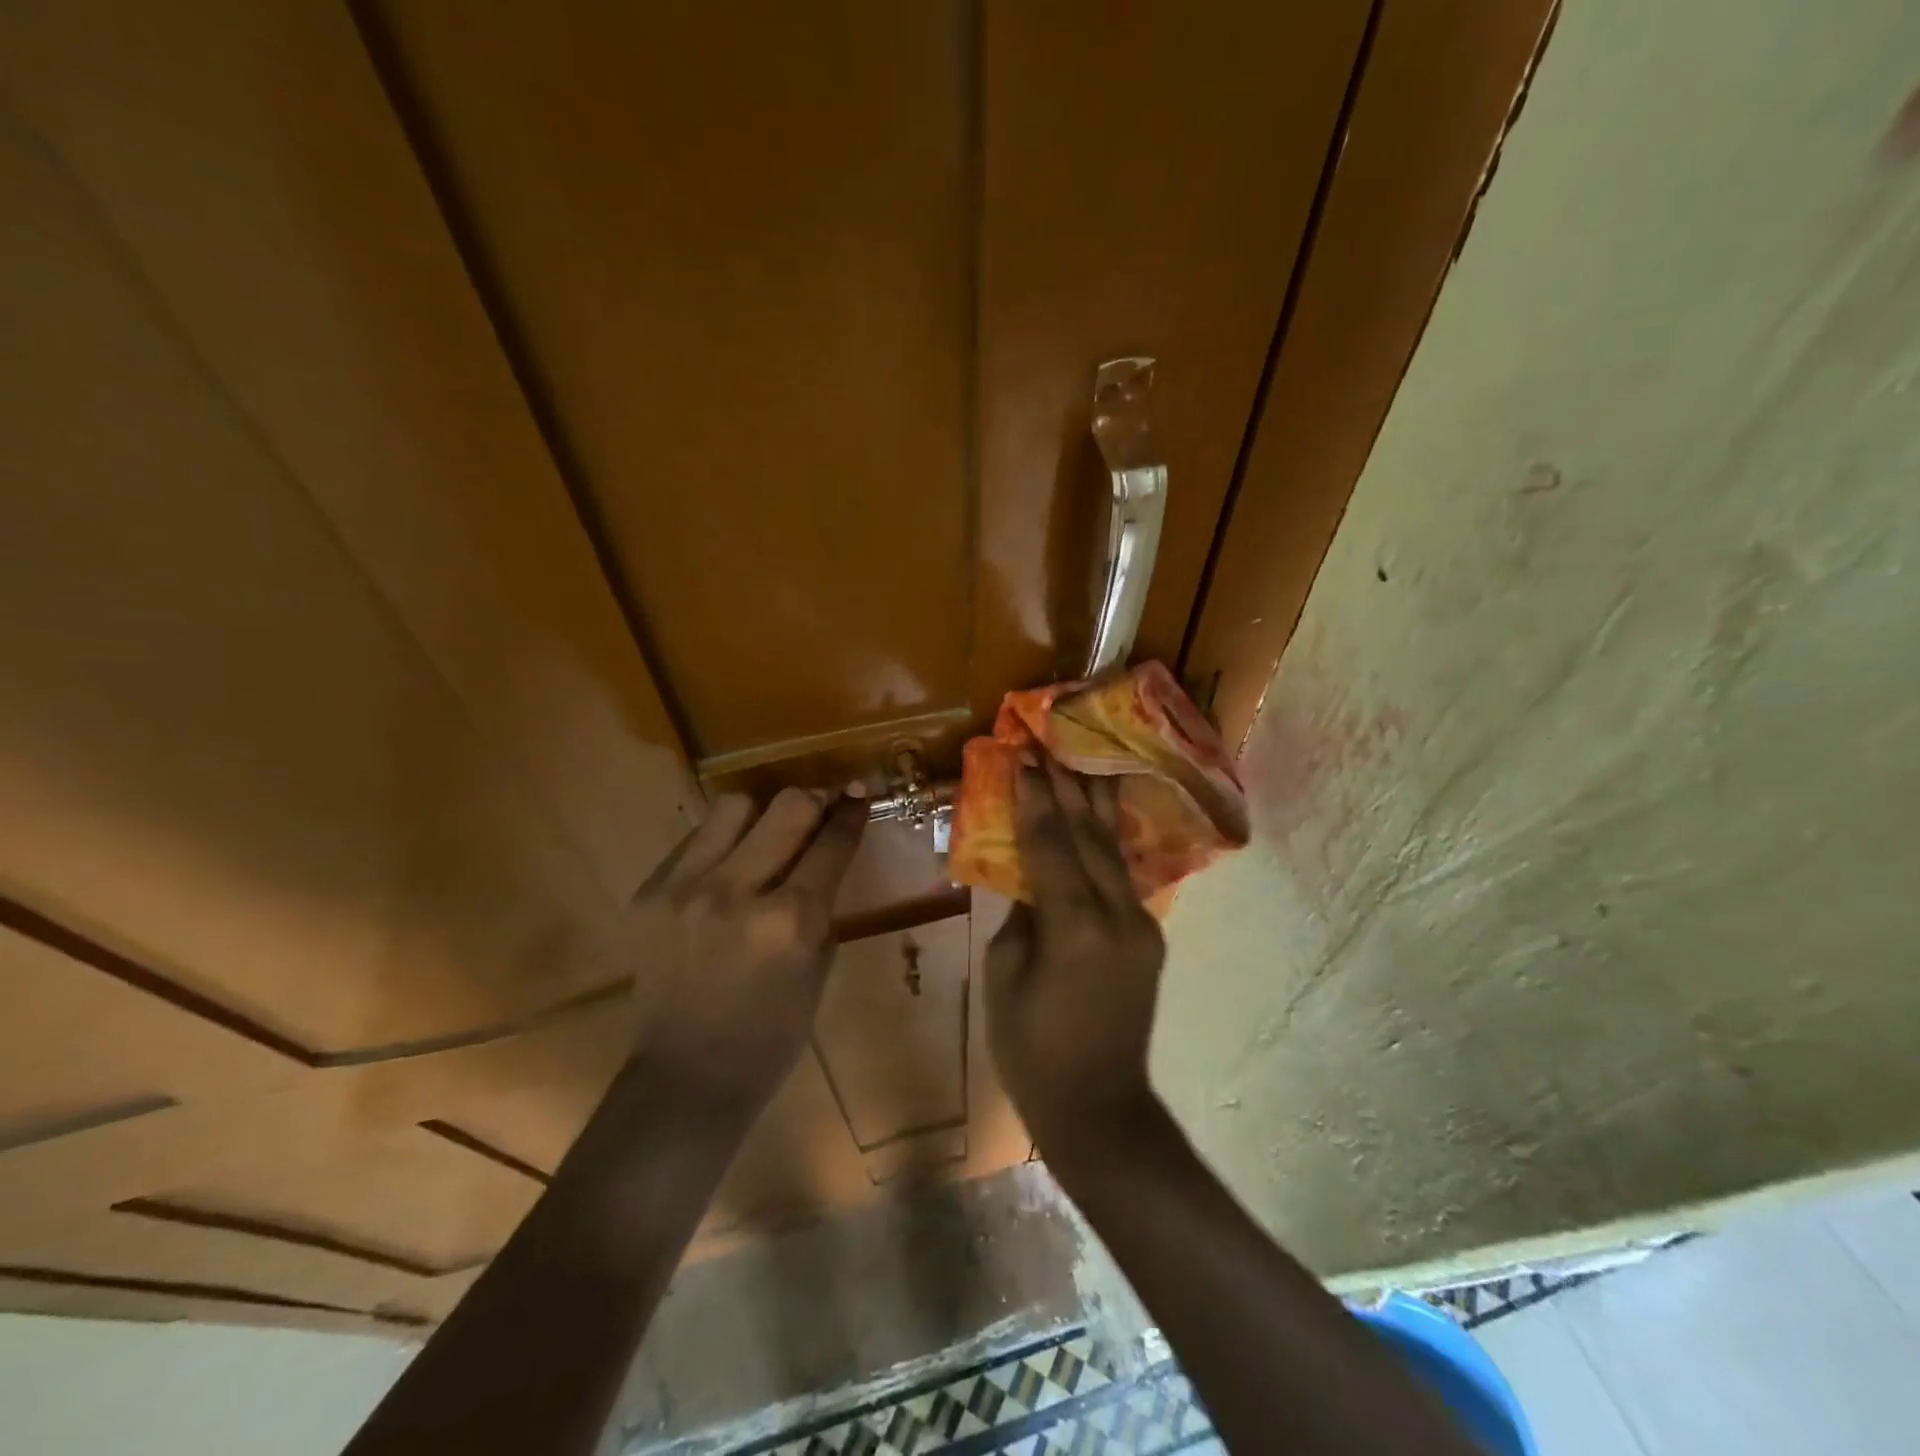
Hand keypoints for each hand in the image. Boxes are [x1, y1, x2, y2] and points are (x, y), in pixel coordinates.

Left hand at [626, 787, 865, 1114]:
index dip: (851, 812)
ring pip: (734, 807)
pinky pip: (695, 840)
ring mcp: (686, 889)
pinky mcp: (650, 893)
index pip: (831, 843)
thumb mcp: (817, 968)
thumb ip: (822, 905)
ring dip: (761, 814)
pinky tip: (727, 867)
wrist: (686, 1078)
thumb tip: (826, 853)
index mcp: (790, 921)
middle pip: (787, 806)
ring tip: (766, 835)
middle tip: (819, 809)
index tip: (858, 791)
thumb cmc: (772, 1035)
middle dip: (813, 800)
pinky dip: (721, 843)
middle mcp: (737, 892)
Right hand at [984, 757, 1165, 1150]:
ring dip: (1094, 804)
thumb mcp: (1003, 978)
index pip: (1051, 845)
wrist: (1099, 1107)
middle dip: (1066, 786)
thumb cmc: (1032, 1051)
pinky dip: (1105, 843)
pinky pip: (1121, 877)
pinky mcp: (1149, 937)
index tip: (1024, 757)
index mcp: (1074, 927)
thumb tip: (1031, 881)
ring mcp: (1141, 925)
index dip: (1035, 799)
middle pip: (1089, 836)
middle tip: (1050, 743)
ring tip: (1081, 761)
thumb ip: (1019, 918)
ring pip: (1113, 850)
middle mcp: (1117, 915)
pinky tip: (1098, 817)